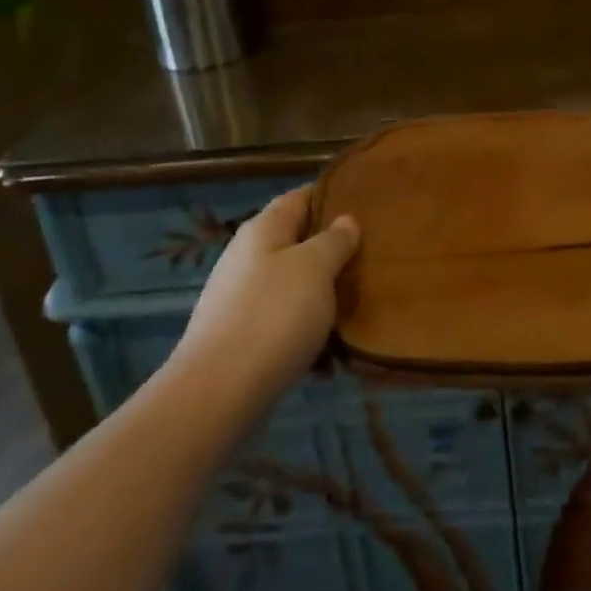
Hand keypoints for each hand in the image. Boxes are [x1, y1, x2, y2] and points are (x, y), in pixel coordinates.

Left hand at [175, 187, 358, 408]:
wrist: (218, 393)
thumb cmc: (273, 315)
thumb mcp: (315, 267)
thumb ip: (335, 241)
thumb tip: (345, 220)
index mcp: (264, 229)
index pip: (300, 197)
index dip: (331, 196)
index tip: (366, 203)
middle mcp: (248, 257)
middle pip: (297, 243)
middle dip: (332, 251)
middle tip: (372, 258)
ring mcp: (240, 299)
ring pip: (292, 286)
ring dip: (322, 296)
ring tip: (358, 306)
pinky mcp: (240, 338)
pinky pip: (283, 325)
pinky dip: (306, 333)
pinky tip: (330, 356)